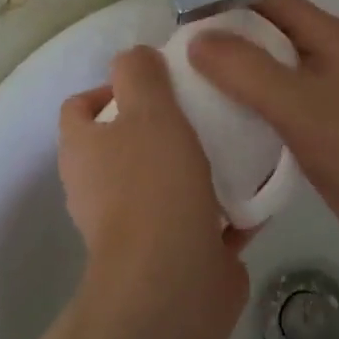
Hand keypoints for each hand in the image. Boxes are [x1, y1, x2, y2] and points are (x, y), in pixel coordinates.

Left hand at [59, 47, 249, 334]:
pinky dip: (224, 206)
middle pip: (127, 143)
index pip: (81, 106)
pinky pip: (200, 218)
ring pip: (166, 181)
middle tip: (204, 109)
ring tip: (237, 143)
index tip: (158, 83)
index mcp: (83, 151)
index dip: (112, 87)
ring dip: (197, 165)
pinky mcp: (173, 254)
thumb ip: (139, 73)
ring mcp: (136, 226)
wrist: (174, 281)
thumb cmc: (155, 184)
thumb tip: (136, 57)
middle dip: (164, 124)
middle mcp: (99, 189)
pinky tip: (258, 188)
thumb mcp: (148, 109)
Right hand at [188, 0, 338, 270]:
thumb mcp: (301, 106)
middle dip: (227, 44)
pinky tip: (225, 130)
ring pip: (277, 76)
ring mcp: (336, 96)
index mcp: (332, 36)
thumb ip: (247, 70)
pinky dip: (257, 113)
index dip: (228, 1)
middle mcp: (333, 58)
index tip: (181, 21)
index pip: (270, 0)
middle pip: (271, 37)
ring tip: (189, 94)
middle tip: (175, 63)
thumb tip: (197, 38)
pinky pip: (286, 110)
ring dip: (239, 81)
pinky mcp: (333, 131)